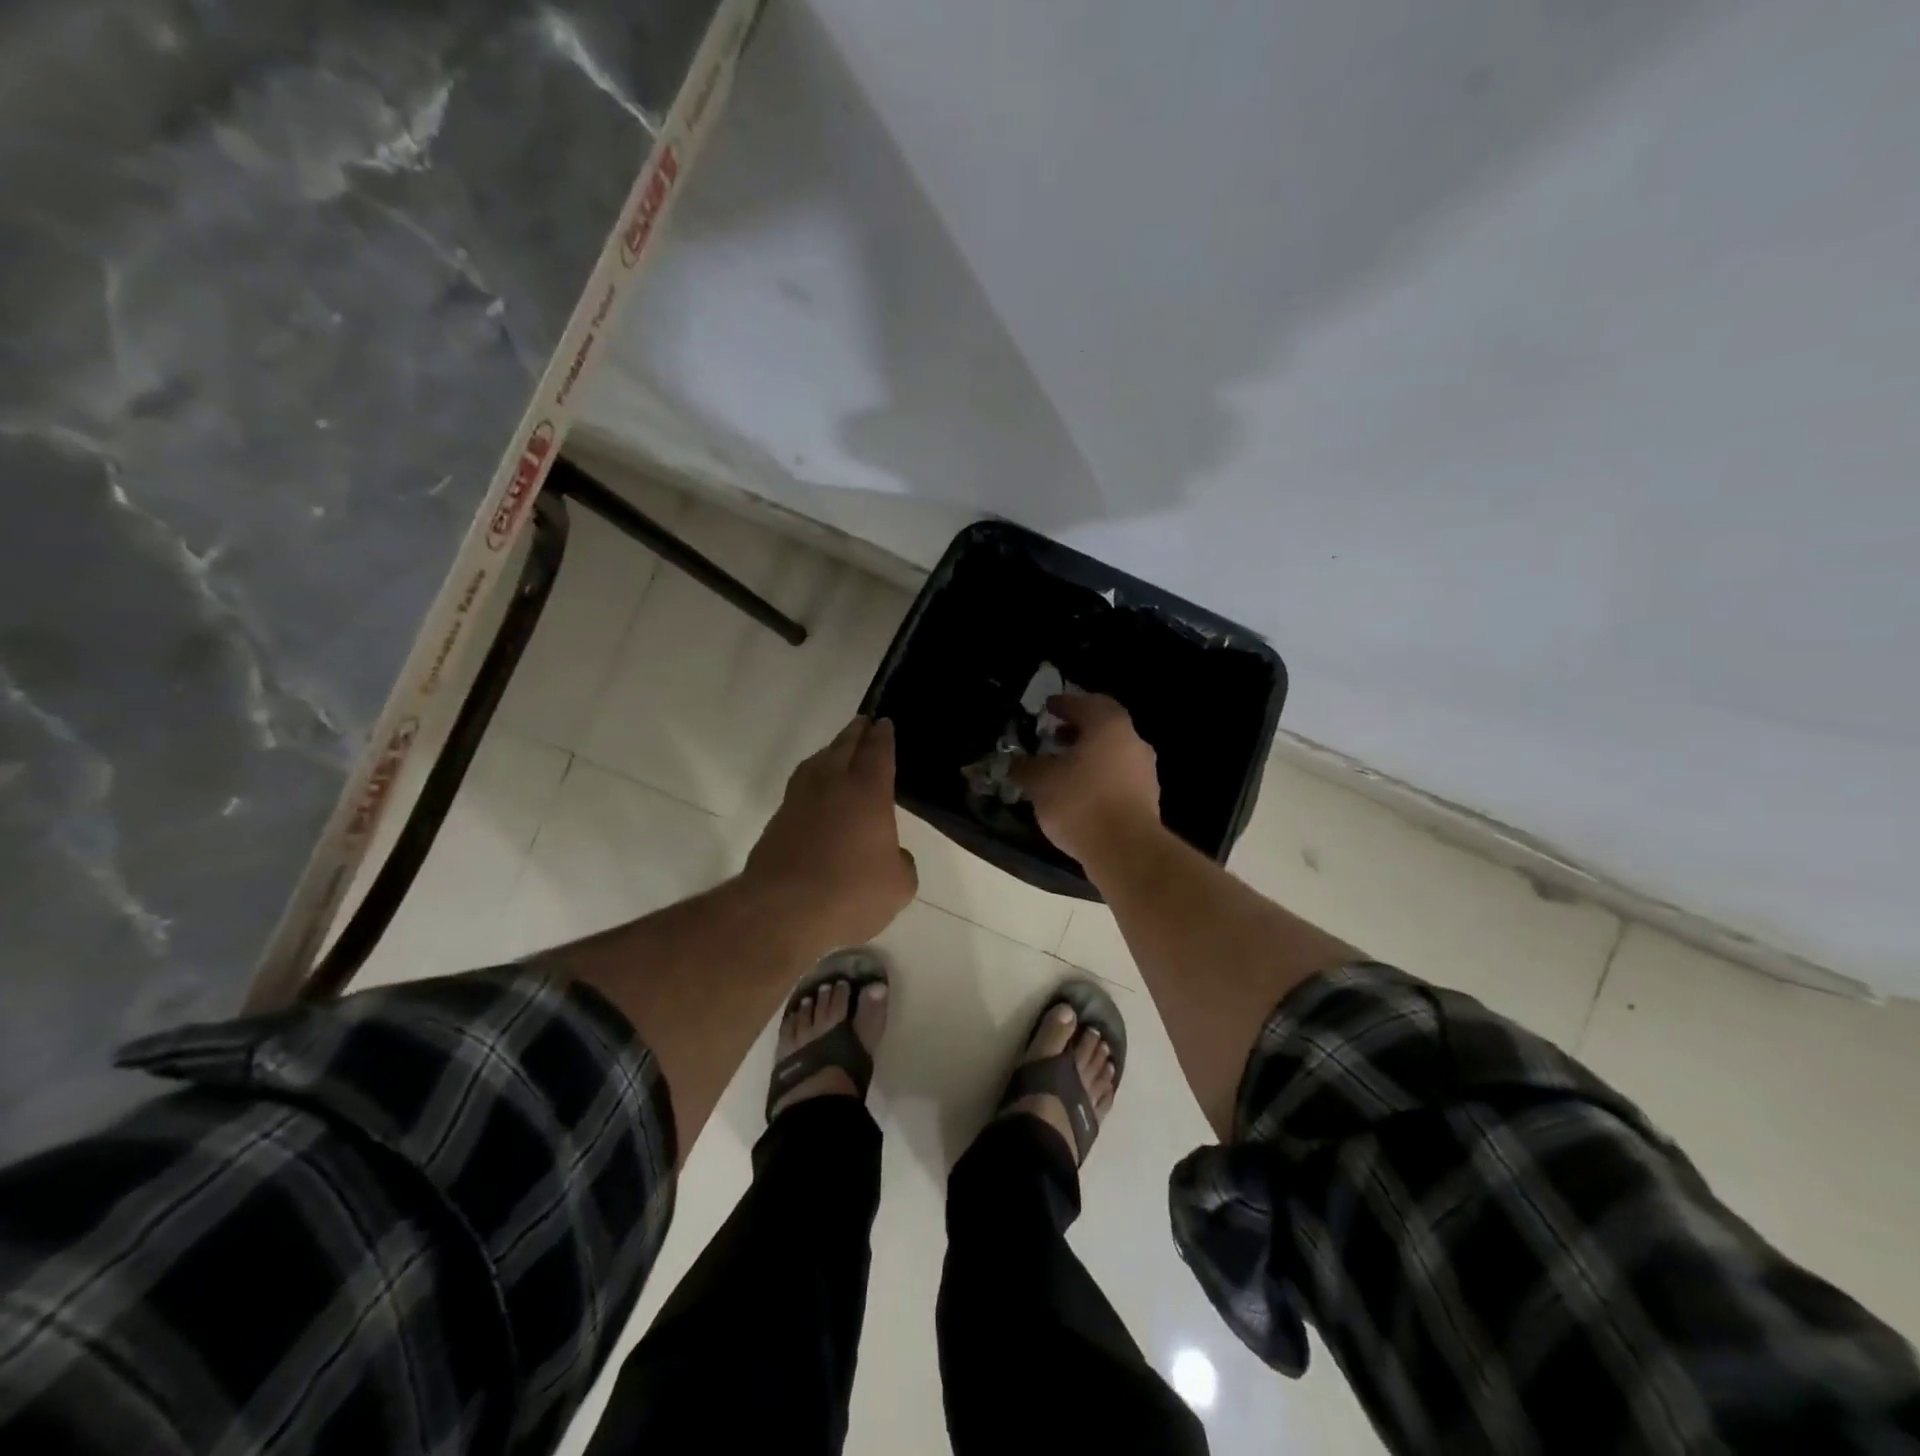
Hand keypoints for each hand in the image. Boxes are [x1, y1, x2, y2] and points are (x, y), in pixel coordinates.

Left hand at [743, 717, 917, 955]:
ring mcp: (799, 801)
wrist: (783, 910)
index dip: (883, 736)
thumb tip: (893, 856)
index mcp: (868, 792)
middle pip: (844, 747)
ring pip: (816, 763)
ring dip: (829, 752)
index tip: (885, 723)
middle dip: (856, 733)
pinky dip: (811, 781)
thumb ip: (901, 864)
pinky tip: (816, 794)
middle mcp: (832, 785)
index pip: (878, 752)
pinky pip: (799, 787)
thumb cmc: (851, 892)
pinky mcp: (777, 821)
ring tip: (837, 751)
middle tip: (863, 723)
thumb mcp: (898, 886)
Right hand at [1011, 694, 1161, 865]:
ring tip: (1062, 768)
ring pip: (1113, 753)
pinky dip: (1099, 777)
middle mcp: (1133, 741)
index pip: (1085, 703)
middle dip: (1078, 729)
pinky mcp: (1147, 799)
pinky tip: (1079, 793)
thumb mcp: (1041, 782)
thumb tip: (1016, 761)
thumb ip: (1026, 767)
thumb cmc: (1081, 803)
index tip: (1048, 707)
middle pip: (1103, 726)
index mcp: (1109, 725)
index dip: (1064, 704)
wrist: (1126, 850)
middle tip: (1054, 736)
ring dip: (1089, 755)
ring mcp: (1145, 771)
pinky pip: (1118, 777)